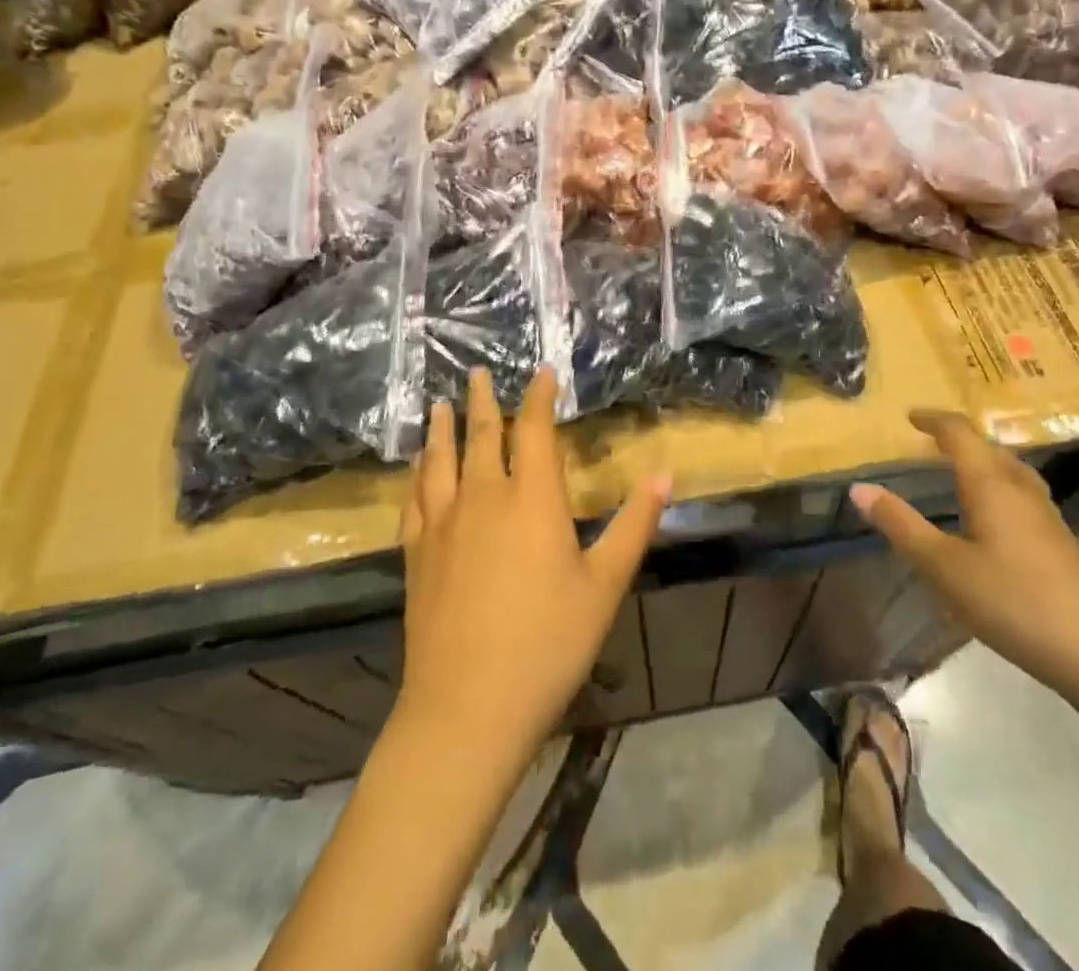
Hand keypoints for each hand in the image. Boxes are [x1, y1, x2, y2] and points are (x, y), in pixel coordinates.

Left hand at [397, 366, 671, 755]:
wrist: (468, 707)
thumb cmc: (549, 643)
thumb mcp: (605, 584)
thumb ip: (635, 524)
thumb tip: (665, 473)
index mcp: (532, 500)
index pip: (533, 431)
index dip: (538, 398)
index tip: (541, 373)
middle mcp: (484, 498)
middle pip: (482, 435)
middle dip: (483, 400)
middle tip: (477, 372)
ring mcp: (443, 525)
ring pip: (440, 460)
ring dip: (442, 428)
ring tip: (439, 404)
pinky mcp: (416, 554)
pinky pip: (414, 499)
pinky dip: (416, 474)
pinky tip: (416, 469)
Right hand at [851, 411, 1078, 699]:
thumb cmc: (1015, 601)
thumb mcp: (944, 567)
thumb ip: (901, 525)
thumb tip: (859, 487)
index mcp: (991, 484)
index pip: (960, 433)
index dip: (934, 420)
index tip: (910, 416)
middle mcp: (1021, 490)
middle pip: (990, 448)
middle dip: (958, 440)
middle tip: (929, 445)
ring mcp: (1048, 517)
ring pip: (1010, 473)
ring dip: (982, 464)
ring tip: (958, 474)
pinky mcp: (1062, 544)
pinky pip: (1022, 497)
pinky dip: (997, 490)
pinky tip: (992, 523)